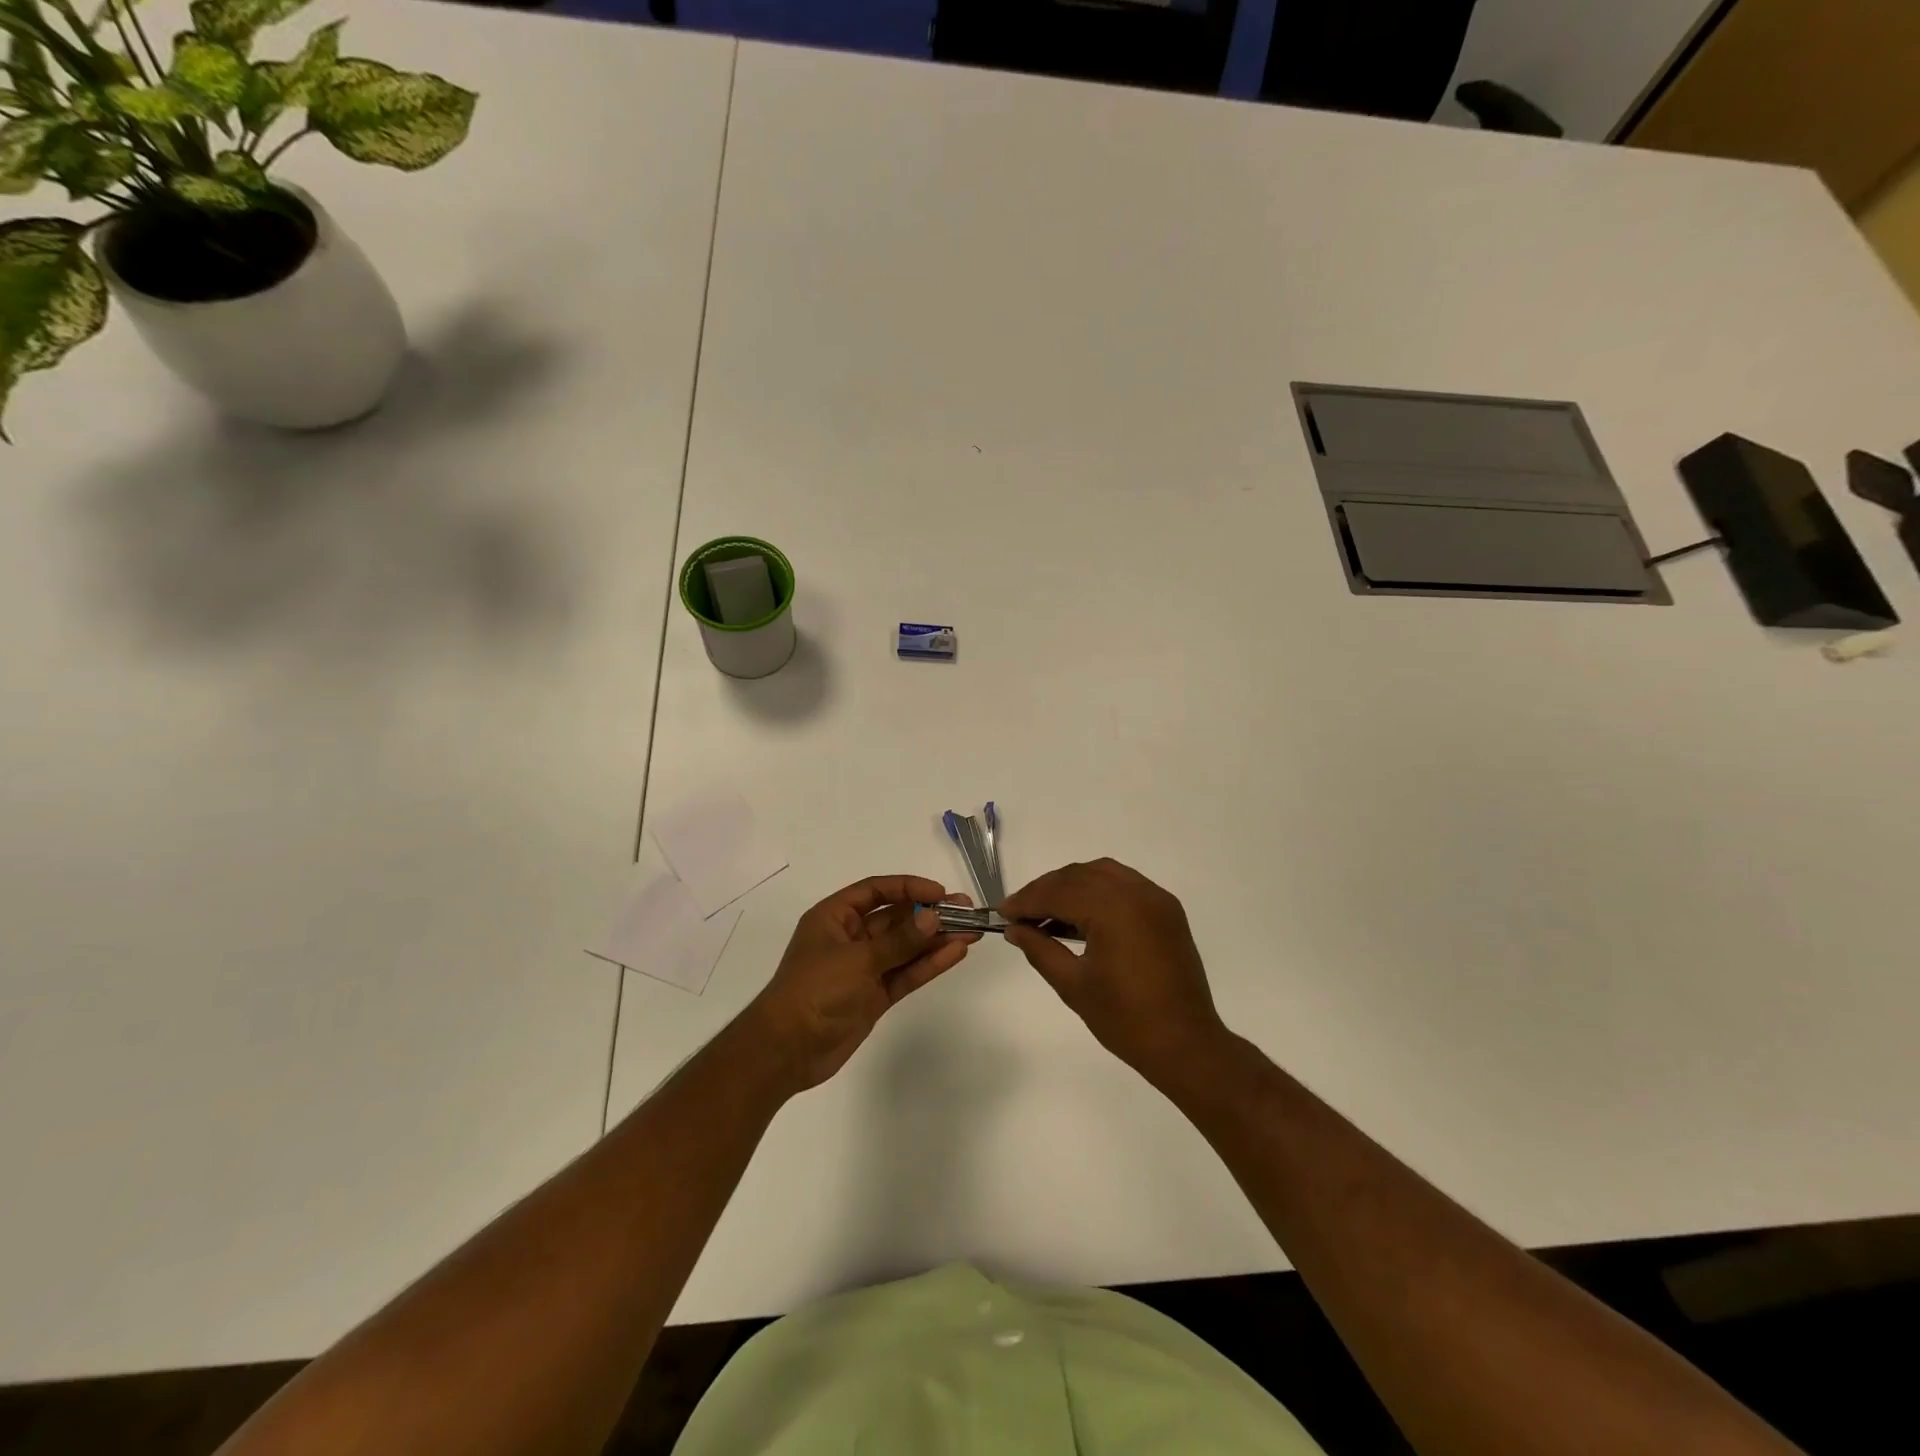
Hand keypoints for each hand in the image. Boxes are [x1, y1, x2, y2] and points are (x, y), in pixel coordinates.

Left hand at [742, 875, 978, 1092]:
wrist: (787, 1051)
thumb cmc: (814, 991)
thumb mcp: (857, 960)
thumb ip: (899, 941)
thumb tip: (933, 916)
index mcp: (835, 917)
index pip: (876, 891)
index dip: (908, 888)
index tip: (939, 893)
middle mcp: (851, 937)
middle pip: (896, 918)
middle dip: (929, 913)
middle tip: (966, 910)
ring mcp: (864, 968)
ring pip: (906, 947)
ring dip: (936, 939)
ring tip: (971, 931)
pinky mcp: (875, 995)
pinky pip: (906, 973)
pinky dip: (928, 964)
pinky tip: (955, 953)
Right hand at [1003, 858, 1227, 1085]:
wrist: (1186, 1044)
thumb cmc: (1125, 1020)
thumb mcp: (1073, 985)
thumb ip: (1040, 949)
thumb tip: (1014, 929)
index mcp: (1113, 909)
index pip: (1059, 892)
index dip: (1027, 901)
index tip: (1002, 912)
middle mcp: (1136, 892)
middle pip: (1078, 876)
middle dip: (1046, 890)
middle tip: (1020, 914)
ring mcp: (1155, 898)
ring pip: (1102, 873)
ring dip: (1071, 885)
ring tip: (1047, 912)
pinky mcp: (1167, 909)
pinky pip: (1124, 884)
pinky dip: (1098, 890)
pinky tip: (1081, 914)